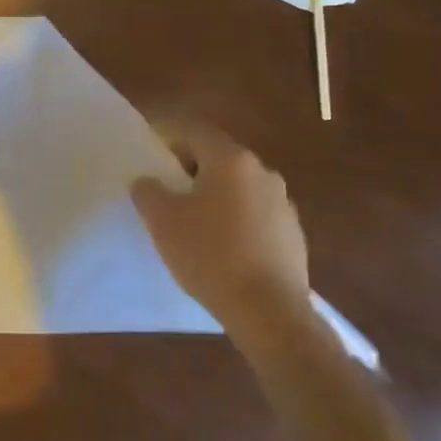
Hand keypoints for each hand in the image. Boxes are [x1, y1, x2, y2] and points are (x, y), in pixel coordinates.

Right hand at [132, 122, 310, 341]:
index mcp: (231, 160)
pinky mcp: (292, 234)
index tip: (148, 153)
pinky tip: (220, 248)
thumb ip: (148, 191)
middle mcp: (263, 172)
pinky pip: (254, 215)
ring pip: (238, 188)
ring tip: (191, 223)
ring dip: (214, 196)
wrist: (267, 309)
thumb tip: (148, 181)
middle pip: (218, 158)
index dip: (168, 136)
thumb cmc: (209, 254)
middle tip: (165, 191)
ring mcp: (283, 203)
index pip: (194, 131)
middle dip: (189, 169)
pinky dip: (234, 221)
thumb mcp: (162, 220)